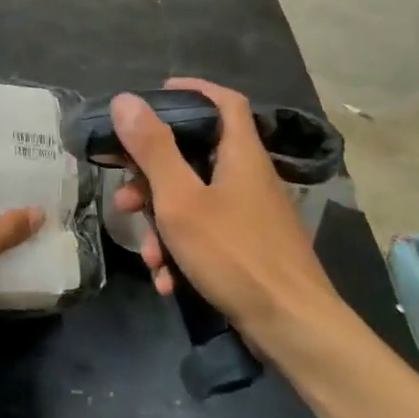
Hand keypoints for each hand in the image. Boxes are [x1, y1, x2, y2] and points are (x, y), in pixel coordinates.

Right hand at [110, 78, 343, 354]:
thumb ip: (153, 150)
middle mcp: (248, 177)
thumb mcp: (181, 200)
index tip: (156, 96)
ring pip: (194, 202)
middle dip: (153, 178)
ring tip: (147, 255)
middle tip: (126, 198)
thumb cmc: (235, 255)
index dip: (192, 90)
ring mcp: (250, 215)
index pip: (224, 101)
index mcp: (240, 154)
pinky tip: (167, 281)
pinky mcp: (248, 247)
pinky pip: (206, 235)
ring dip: (162, 225)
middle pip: (195, 157)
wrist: (292, 327)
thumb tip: (126, 100)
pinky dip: (182, 251)